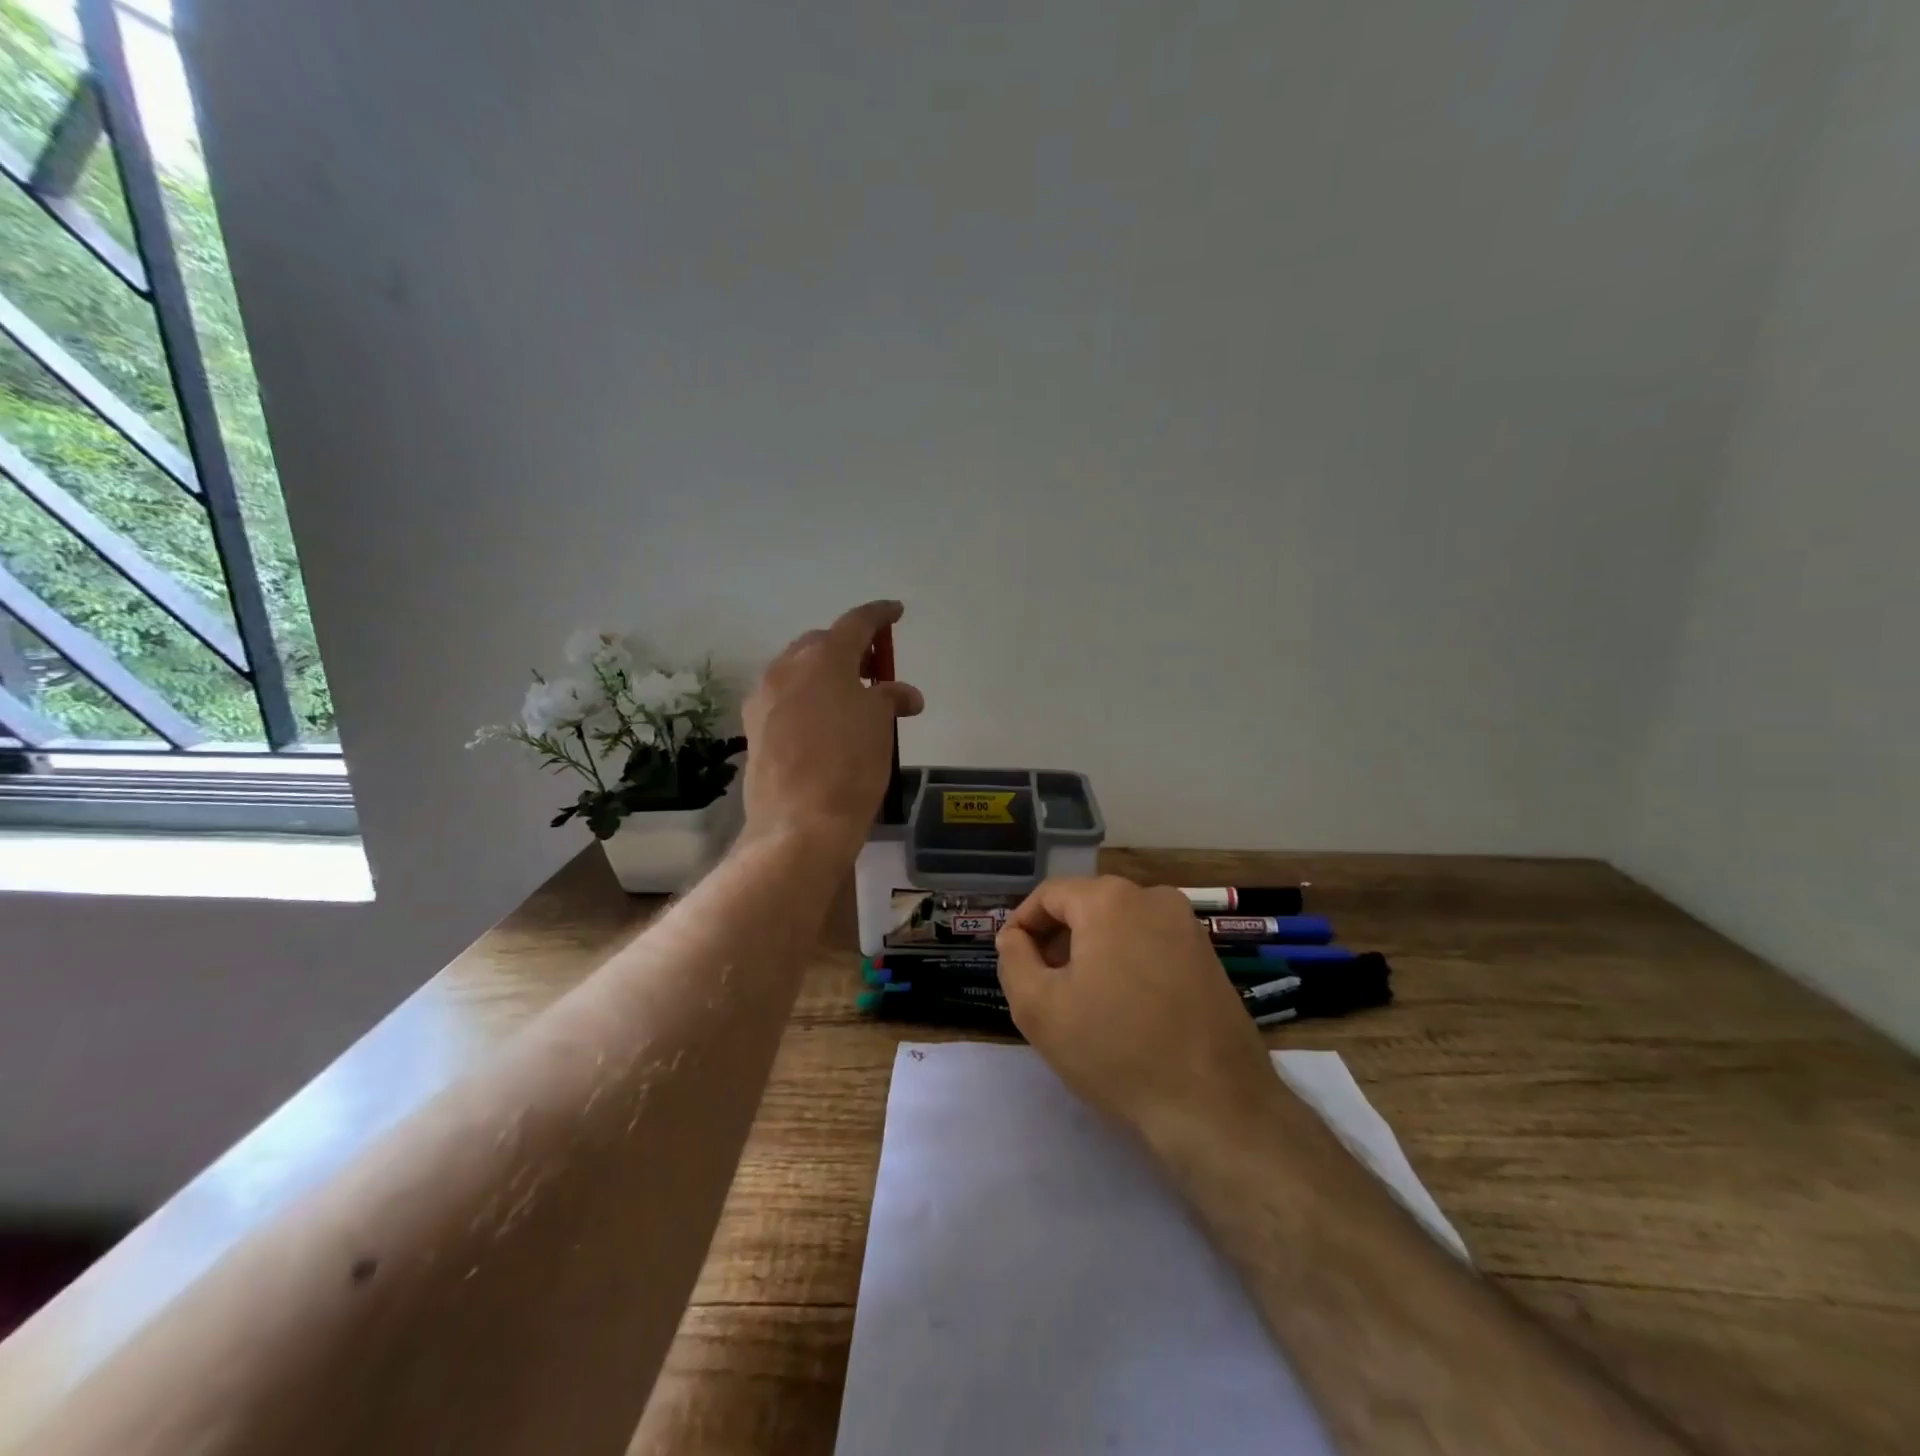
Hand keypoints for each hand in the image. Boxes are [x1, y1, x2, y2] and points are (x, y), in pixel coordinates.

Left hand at [742, 600, 923, 855]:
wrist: (799, 824)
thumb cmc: (850, 767)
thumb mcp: (880, 727)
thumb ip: (890, 699)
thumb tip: (905, 694)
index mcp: (823, 658)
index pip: (856, 623)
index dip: (880, 615)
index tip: (896, 612)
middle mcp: (787, 668)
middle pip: (821, 643)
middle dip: (850, 648)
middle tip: (875, 669)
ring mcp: (764, 698)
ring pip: (798, 670)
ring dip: (825, 674)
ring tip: (851, 698)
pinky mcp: (753, 727)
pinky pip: (785, 698)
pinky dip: (807, 698)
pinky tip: (823, 722)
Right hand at [997, 877, 1279, 1138]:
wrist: (1214, 1107)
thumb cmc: (1115, 1051)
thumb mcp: (1038, 1007)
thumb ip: (1013, 959)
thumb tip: (1015, 936)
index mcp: (1110, 899)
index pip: (1049, 895)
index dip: (1022, 924)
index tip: (1012, 960)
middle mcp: (1152, 897)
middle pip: (1087, 906)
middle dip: (1057, 939)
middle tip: (1042, 985)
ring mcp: (1187, 925)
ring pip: (1120, 924)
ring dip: (1092, 951)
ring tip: (1081, 1001)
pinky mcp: (1208, 956)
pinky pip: (1151, 943)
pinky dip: (1126, 962)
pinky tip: (1123, 1008)